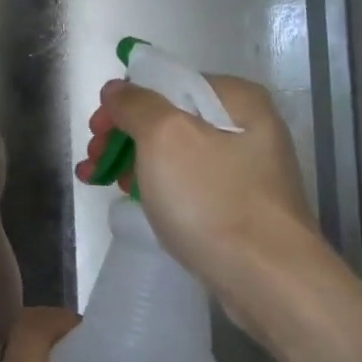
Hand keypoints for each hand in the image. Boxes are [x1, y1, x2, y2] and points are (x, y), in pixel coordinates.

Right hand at [78, 74, 328, 284]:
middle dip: (123, 136)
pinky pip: (187, 184)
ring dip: (133, 162)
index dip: (124, 102)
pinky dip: (157, 186)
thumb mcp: (164, 136)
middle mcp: (246, 127)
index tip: (97, 130)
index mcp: (235, 99)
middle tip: (93, 160)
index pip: (166, 83)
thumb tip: (118, 90)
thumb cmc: (213, 199)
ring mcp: (245, 169)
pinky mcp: (239, 207)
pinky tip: (135, 200)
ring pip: (174, 154)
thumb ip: (136, 104)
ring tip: (100, 182)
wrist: (268, 279)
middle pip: (168, 118)